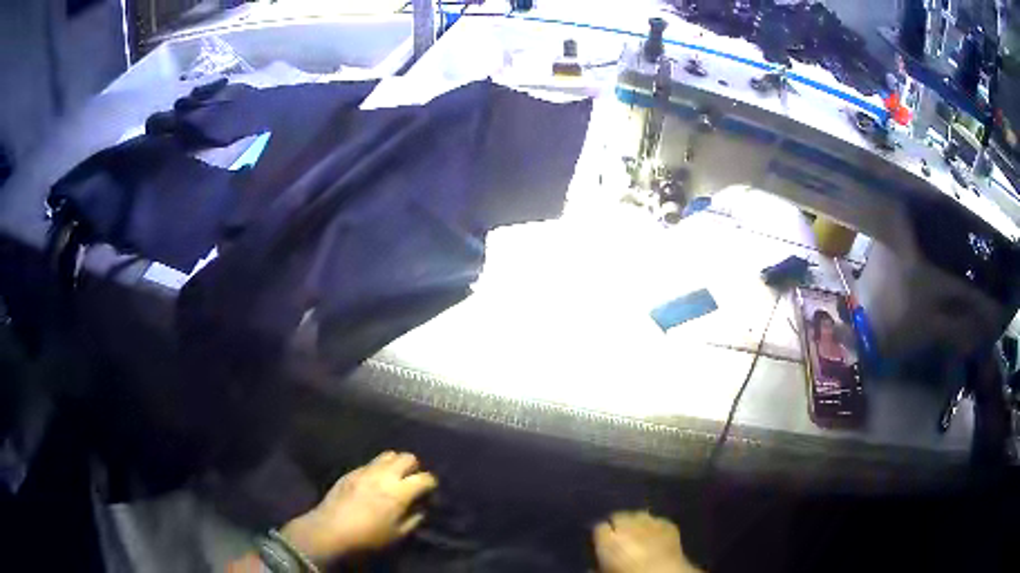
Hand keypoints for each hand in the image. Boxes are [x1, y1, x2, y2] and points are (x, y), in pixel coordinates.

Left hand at [279, 451, 437, 565]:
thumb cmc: (369, 536)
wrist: (331, 529)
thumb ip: (415, 518)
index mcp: (400, 491)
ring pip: (388, 455)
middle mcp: (385, 475)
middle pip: (407, 458)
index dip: (431, 485)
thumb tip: (421, 508)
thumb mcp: (399, 534)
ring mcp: (366, 470)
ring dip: (395, 464)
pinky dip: (377, 469)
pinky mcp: (351, 472)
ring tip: (393, 478)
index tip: (430, 493)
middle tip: (412, 483)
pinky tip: (373, 483)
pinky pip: (370, 463)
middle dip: (414, 468)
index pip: (425, 478)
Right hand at [593, 511, 701, 572]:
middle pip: (618, 516)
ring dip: (636, 523)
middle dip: (618, 525)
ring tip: (638, 536)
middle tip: (620, 540)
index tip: (602, 545)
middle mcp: (628, 526)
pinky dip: (654, 527)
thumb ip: (597, 568)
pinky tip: (655, 537)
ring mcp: (651, 523)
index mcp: (608, 540)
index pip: (599, 528)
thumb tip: (593, 566)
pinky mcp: (669, 525)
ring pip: (639, 515)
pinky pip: (657, 521)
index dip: (601, 536)